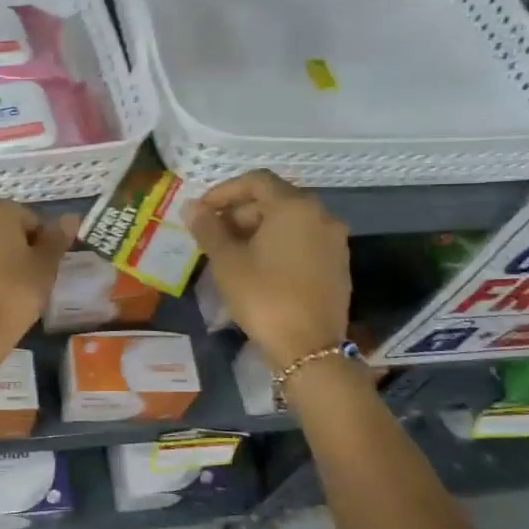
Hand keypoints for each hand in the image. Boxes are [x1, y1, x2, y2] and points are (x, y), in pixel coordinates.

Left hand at [0, 199, 77, 345]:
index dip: (41, 242)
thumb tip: (71, 217)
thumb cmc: (15, 292)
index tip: (45, 266)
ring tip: (6, 288)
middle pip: (0, 228)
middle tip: (28, 277)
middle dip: (14, 247)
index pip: (29, 219)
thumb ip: (57, 238)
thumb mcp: (45, 265)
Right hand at [187, 171, 350, 363]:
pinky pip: (301, 241)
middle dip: (239, 212)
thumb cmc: (263, 296)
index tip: (200, 211)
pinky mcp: (337, 264)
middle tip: (211, 235)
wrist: (308, 347)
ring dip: (256, 229)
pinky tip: (256, 267)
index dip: (223, 191)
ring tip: (229, 253)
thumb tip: (191, 207)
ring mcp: (333, 241)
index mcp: (295, 207)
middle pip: (274, 200)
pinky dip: (276, 244)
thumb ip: (208, 228)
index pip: (256, 181)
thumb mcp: (226, 261)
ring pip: (288, 222)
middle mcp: (321, 216)